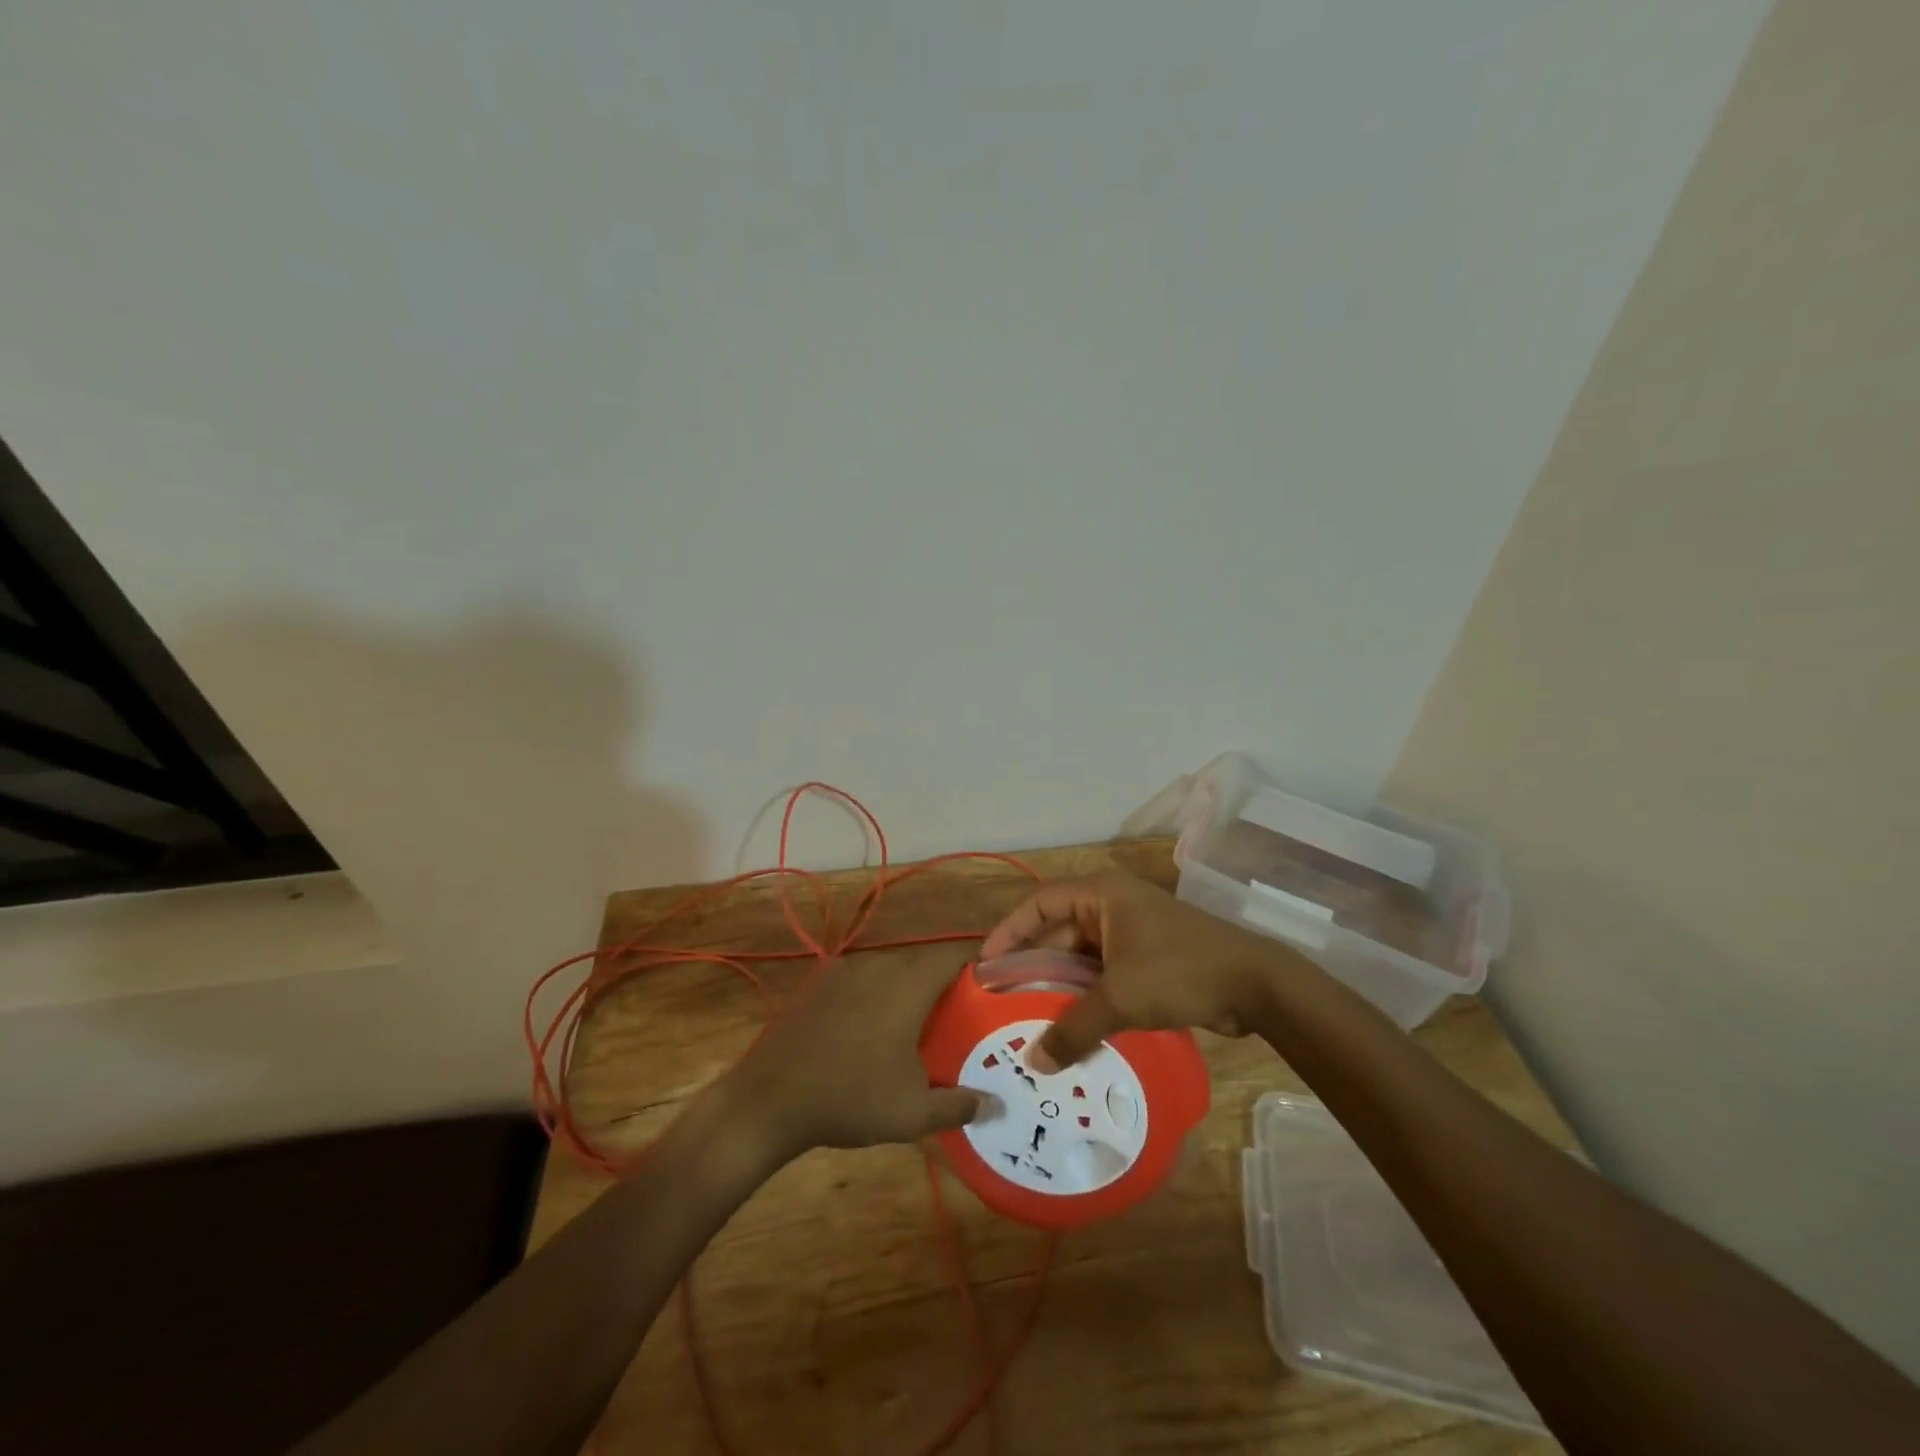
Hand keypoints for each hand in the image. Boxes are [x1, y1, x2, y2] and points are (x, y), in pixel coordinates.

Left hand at [713, 951, 981, 1164]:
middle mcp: (879, 965)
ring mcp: (844, 971)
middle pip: (923, 962)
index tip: (994, 987)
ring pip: (891, 970)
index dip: (978, 965)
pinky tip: (873, 1031)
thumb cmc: (851, 1099)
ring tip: (920, 1026)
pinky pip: (863, 980)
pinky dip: (878, 995)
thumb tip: (996, 1105)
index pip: (954, 955)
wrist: (769, 1100)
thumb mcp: (913, 1112)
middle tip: (961, 1016)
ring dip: (909, 990)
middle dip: (945, 984)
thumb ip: (960, 1104)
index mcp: (907, 983)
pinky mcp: (819, 984)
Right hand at [979, 872, 1294, 1071]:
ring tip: (1031, 1019)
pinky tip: (1073, 1027)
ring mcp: (1133, 932)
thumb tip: (1035, 1063)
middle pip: (1060, 931)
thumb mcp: (1120, 997)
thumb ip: (1074, 1028)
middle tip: (1004, 999)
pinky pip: (1105, 974)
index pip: (1040, 903)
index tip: (987, 964)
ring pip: (1083, 957)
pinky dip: (1088, 996)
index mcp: (1101, 895)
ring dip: (1061, 986)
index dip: (1010, 931)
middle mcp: (1113, 906)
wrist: (1255, 985)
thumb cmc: (1179, 970)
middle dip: (1034, 965)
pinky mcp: (1149, 958)